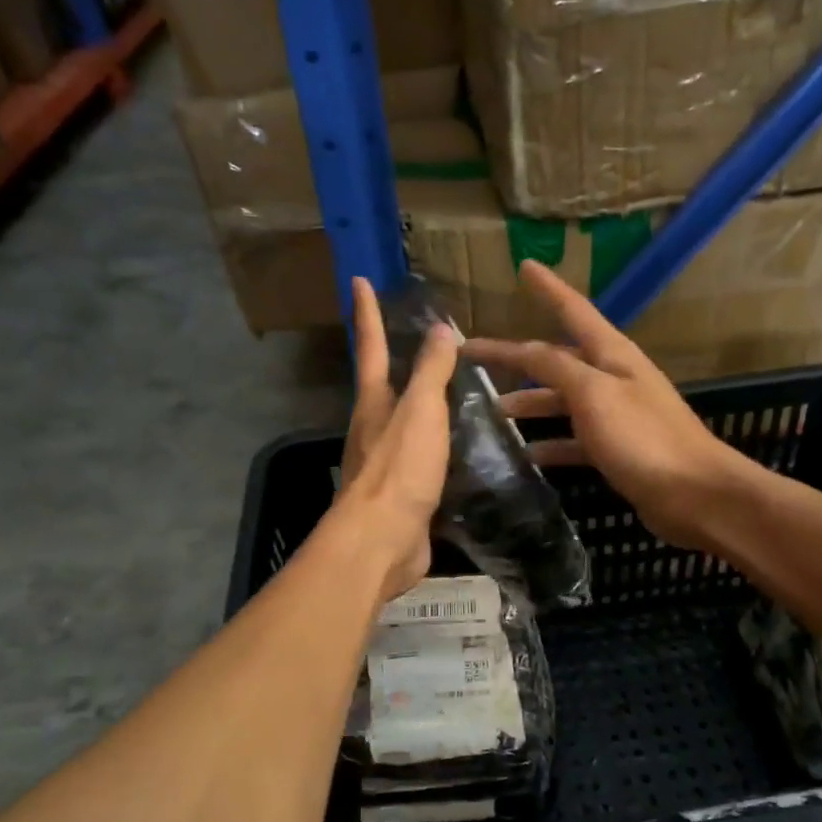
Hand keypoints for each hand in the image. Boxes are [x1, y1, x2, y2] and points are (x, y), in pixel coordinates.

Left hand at [334, 276, 458, 599]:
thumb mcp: (420, 412)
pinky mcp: (403, 494)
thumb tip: (439, 329)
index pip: (370, 346)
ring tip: (454, 389)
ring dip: (422, 404)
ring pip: (405, 422)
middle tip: (422, 338)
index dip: (366, 312)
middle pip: (383, 384)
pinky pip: (424, 458)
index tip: (359, 279)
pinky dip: (440, 445)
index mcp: (374, 402)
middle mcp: (374, 428)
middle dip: (395, 359)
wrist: (383, 541)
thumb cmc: (399, 470)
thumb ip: (431, 372)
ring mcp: (387, 463)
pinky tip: (462, 448)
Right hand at [466, 262, 755, 551]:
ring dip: (530, 402)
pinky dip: (551, 444)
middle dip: (517, 357)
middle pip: (557, 359)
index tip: (524, 266)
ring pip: (562, 400)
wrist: (695, 494)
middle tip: (473, 358)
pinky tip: (527, 455)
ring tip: (493, 412)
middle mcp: (613, 378)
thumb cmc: (644, 438)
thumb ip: (557, 368)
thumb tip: (525, 349)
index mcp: (612, 355)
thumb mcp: (595, 394)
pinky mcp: (617, 450)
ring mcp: (616, 415)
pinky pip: (574, 439)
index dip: (548, 288)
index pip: (573, 310)